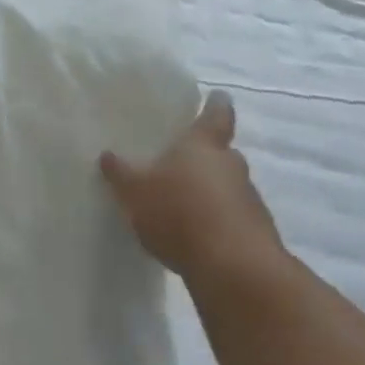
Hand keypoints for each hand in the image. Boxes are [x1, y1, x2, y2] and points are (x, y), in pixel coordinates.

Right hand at [100, 92, 284, 283]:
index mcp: (203, 145)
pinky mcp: (256, 233)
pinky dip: (217, 222)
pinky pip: (232, 218)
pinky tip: (195, 236)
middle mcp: (232, 166)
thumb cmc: (180, 213)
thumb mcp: (135, 191)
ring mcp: (249, 200)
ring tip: (182, 205)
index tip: (217, 96)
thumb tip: (107, 154)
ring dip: (210, 192)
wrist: (235, 269)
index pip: (215, 114)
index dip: (215, 104)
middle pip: (221, 153)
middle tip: (181, 161)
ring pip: (227, 186)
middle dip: (205, 156)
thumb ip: (120, 172)